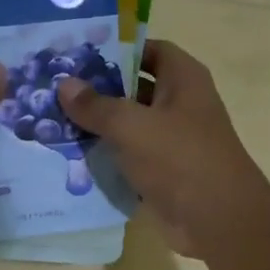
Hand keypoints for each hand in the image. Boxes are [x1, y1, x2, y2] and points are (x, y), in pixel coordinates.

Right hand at [57, 39, 269, 259]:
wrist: (217, 220)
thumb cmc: (181, 160)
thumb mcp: (133, 126)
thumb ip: (97, 106)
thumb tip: (64, 84)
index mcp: (183, 79)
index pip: (148, 50)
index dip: (116, 48)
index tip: (77, 54)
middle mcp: (179, 105)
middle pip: (134, 88)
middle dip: (98, 90)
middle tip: (54, 89)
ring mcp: (171, 141)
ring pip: (129, 126)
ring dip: (98, 127)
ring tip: (52, 121)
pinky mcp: (162, 173)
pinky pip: (129, 158)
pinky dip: (106, 158)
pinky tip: (72, 157)